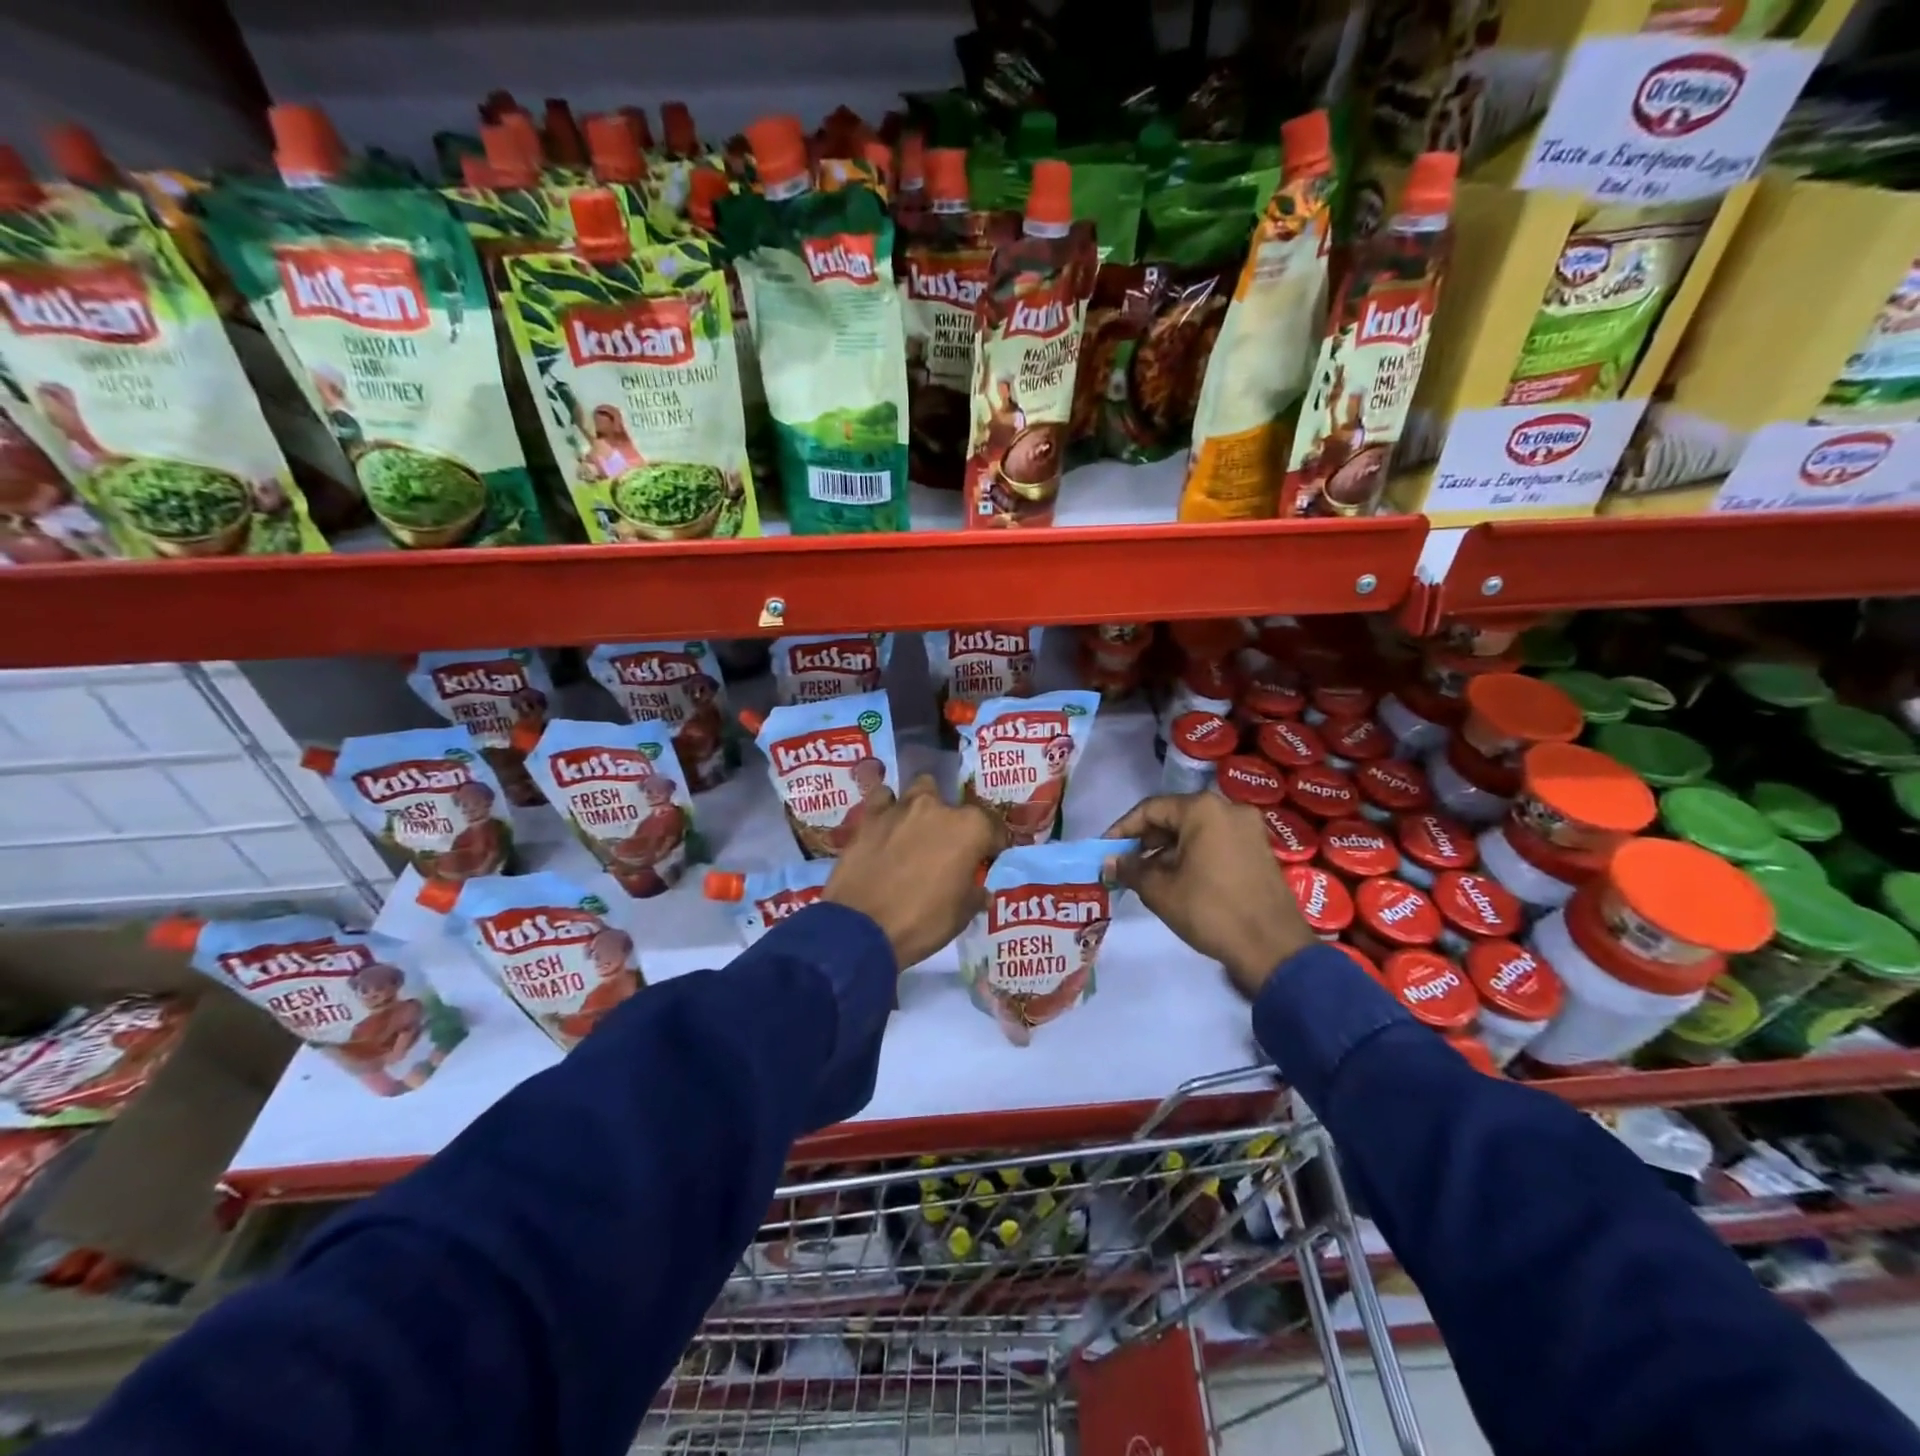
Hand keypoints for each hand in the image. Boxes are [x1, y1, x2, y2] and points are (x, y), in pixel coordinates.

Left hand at [825, 775, 1006, 969]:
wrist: (862, 927)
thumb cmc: (922, 921)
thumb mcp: (961, 915)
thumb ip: (975, 894)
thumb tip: (982, 891)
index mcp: (970, 828)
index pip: (993, 828)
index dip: (992, 846)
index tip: (987, 859)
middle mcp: (938, 807)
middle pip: (956, 807)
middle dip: (955, 825)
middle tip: (947, 850)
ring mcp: (901, 807)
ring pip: (920, 790)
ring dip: (922, 807)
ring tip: (916, 830)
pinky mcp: (870, 816)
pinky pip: (883, 799)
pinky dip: (887, 807)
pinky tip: (886, 825)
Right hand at [1105, 793, 1315, 999]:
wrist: (1273, 948)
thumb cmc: (1210, 911)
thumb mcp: (1160, 890)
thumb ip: (1130, 869)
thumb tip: (1109, 861)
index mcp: (1202, 810)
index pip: (1150, 809)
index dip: (1122, 830)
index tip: (1104, 850)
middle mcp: (1228, 809)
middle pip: (1174, 817)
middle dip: (1145, 840)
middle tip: (1123, 864)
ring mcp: (1248, 828)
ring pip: (1195, 831)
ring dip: (1168, 850)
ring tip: (1145, 876)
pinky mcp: (1258, 849)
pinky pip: (1215, 842)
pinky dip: (1192, 855)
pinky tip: (1176, 879)